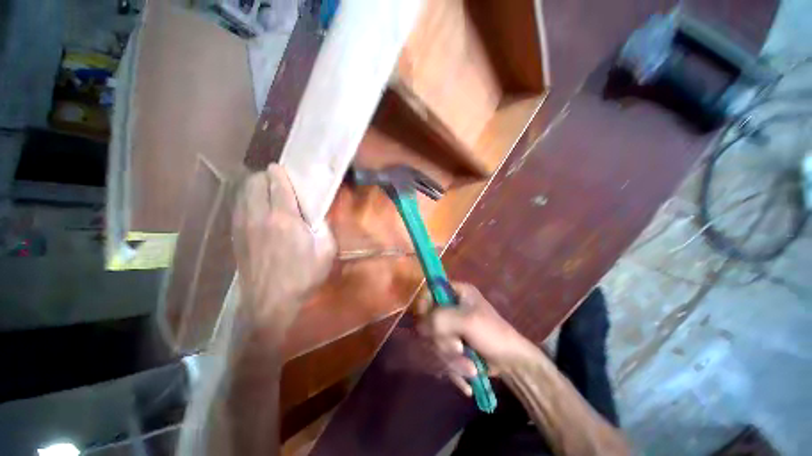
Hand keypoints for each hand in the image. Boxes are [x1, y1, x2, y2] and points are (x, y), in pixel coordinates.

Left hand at [232, 164, 335, 332]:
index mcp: (284, 218)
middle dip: (265, 177)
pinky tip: (255, 209)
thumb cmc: (304, 276)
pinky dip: (246, 201)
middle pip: (254, 184)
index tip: (281, 168)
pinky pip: (238, 208)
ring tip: (266, 192)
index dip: (279, 173)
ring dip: (253, 187)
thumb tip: (319, 214)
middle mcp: (259, 217)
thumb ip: (325, 228)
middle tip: (278, 182)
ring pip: (242, 194)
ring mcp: (243, 227)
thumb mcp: (326, 251)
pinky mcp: (236, 237)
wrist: (271, 303)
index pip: (277, 185)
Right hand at [416, 282, 537, 395]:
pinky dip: (453, 369)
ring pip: (435, 342)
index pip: (429, 291)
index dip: (424, 306)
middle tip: (459, 348)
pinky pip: (442, 356)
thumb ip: (442, 319)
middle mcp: (450, 307)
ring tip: (470, 367)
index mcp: (456, 293)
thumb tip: (420, 326)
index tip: (427, 324)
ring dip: (451, 359)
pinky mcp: (452, 344)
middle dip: (443, 341)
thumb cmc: (493, 334)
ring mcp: (451, 327)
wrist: (514, 362)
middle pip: (429, 321)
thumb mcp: (468, 321)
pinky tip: (465, 381)